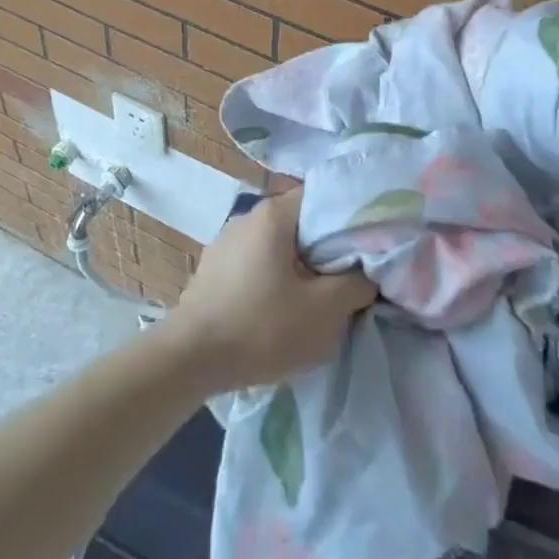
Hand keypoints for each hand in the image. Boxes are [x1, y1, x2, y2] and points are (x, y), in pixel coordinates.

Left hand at [160, 187, 374, 392]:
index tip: (370, 245)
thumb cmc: (261, 328)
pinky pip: (256, 263)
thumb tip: (368, 273)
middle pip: (301, 222)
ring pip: (278, 245)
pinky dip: (274, 277)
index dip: (352, 218)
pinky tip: (280, 307)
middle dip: (327, 247)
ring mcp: (225, 242)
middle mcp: (247, 217)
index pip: (324, 197)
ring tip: (318, 296)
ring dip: (300, 266)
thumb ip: (357, 285)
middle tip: (350, 276)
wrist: (188, 361)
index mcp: (273, 214)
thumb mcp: (325, 312)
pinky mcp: (213, 269)